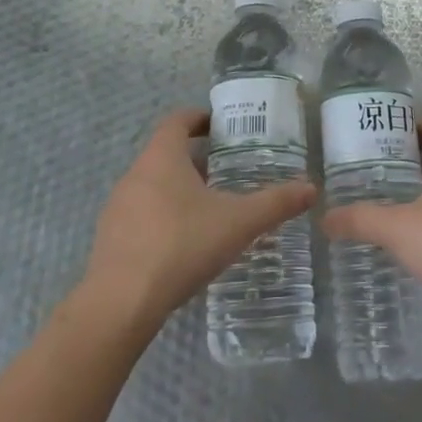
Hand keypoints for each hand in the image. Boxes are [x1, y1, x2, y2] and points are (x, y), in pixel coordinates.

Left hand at [83, 109, 316, 334]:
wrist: (121, 303)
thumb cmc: (182, 246)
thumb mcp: (238, 223)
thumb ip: (275, 203)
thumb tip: (311, 188)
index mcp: (162, 157)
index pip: (177, 120)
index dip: (199, 118)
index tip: (221, 127)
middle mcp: (135, 173)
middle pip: (165, 153)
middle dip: (195, 159)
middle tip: (226, 172)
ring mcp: (117, 206)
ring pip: (152, 184)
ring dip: (178, 189)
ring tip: (209, 209)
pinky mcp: (109, 237)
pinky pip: (140, 214)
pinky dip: (162, 217)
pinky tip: (182, 244)